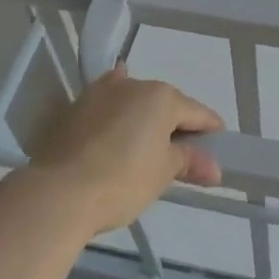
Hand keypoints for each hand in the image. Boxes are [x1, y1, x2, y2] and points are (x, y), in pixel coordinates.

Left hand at [26, 65, 223, 235]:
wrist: (59, 192)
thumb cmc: (123, 180)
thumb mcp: (163, 173)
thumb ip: (189, 162)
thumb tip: (214, 168)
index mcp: (162, 97)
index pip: (197, 112)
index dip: (211, 129)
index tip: (220, 144)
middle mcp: (134, 85)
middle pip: (165, 103)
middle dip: (176, 123)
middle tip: (184, 151)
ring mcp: (101, 93)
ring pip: (134, 99)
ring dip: (145, 114)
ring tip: (151, 137)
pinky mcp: (77, 108)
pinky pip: (106, 100)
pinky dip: (116, 103)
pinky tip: (117, 103)